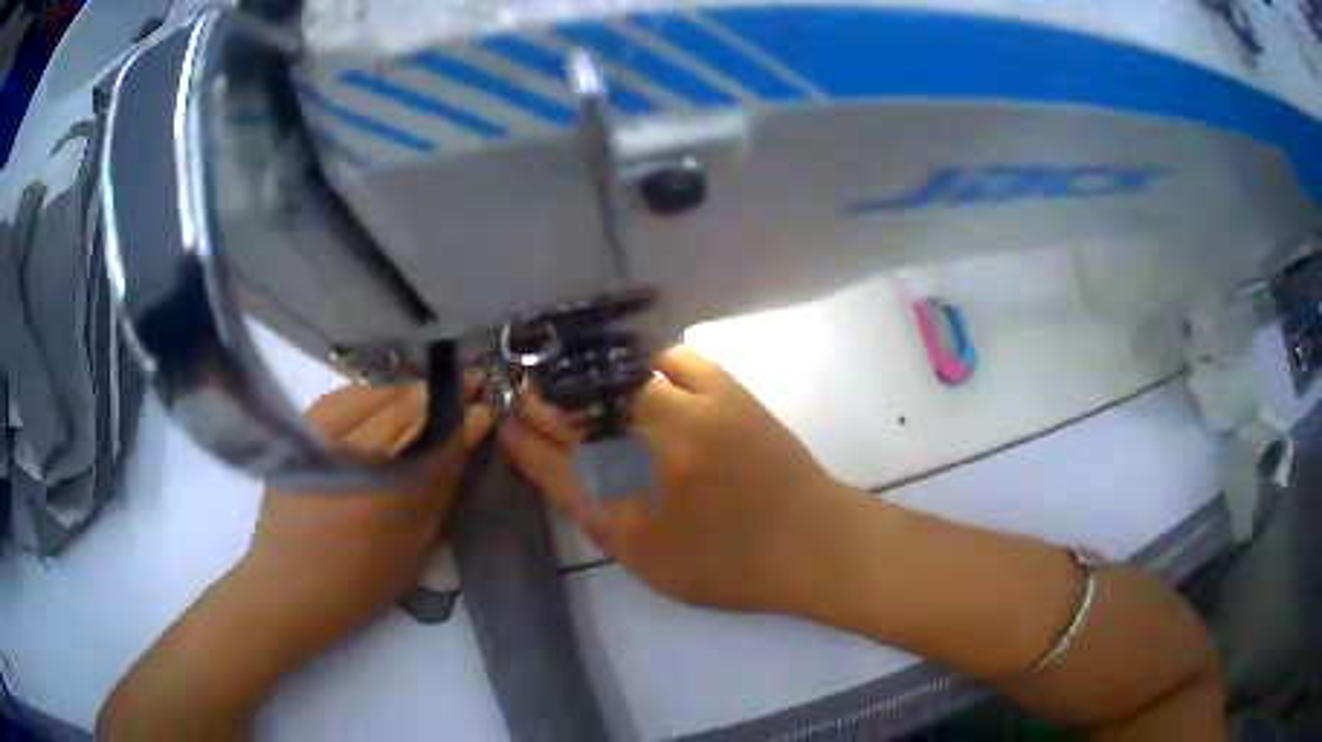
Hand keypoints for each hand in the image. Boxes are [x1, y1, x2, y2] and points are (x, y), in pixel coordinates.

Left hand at [245, 383, 490, 650]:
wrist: (291, 585)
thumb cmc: (360, 580)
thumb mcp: (414, 545)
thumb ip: (438, 487)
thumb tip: (465, 438)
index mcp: (384, 491)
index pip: (433, 437)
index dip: (462, 417)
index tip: (485, 403)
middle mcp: (350, 453)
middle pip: (404, 406)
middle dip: (439, 392)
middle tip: (469, 381)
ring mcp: (319, 436)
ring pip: (374, 394)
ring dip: (408, 388)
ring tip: (433, 386)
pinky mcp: (300, 431)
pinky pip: (344, 397)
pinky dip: (372, 392)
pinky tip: (389, 393)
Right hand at [501, 345, 865, 613]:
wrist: (809, 543)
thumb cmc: (727, 568)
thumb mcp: (647, 563)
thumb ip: (597, 517)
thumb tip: (557, 467)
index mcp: (625, 514)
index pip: (549, 463)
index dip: (519, 437)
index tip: (505, 420)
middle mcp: (649, 459)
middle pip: (572, 413)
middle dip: (539, 397)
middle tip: (527, 387)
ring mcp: (690, 417)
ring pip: (614, 376)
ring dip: (585, 373)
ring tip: (573, 372)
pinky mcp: (727, 392)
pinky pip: (673, 358)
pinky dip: (651, 361)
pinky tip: (644, 372)